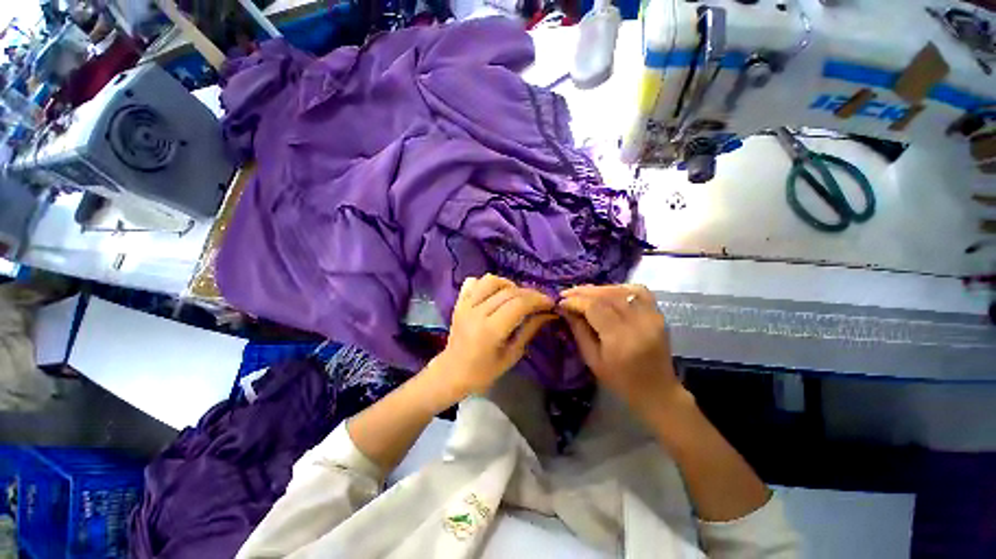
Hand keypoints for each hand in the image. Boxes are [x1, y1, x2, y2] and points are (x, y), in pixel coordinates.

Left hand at [437, 274, 556, 398]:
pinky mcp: (459, 302)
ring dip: (509, 284)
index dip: (538, 300)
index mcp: (490, 330)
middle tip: (540, 300)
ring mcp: (465, 305)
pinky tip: (495, 293)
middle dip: (530, 293)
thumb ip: (529, 330)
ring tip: (517, 295)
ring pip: (491, 280)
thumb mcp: (511, 355)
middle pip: (508, 292)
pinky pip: (474, 282)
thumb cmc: (483, 372)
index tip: (551, 303)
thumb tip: (548, 314)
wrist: (451, 372)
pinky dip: (488, 283)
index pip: (519, 305)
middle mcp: (477, 313)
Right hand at [558, 284, 684, 416]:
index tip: (561, 302)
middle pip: (607, 295)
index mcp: (621, 339)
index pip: (595, 308)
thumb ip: (578, 331)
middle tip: (567, 293)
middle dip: (583, 292)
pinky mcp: (658, 314)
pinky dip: (619, 288)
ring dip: (599, 288)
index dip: (576, 301)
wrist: (657, 390)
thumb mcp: (592, 360)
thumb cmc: (620, 381)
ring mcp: (652, 316)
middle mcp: (639, 323)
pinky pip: (638, 291)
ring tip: (583, 293)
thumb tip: (564, 309)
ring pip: (621, 290)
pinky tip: (607, 293)